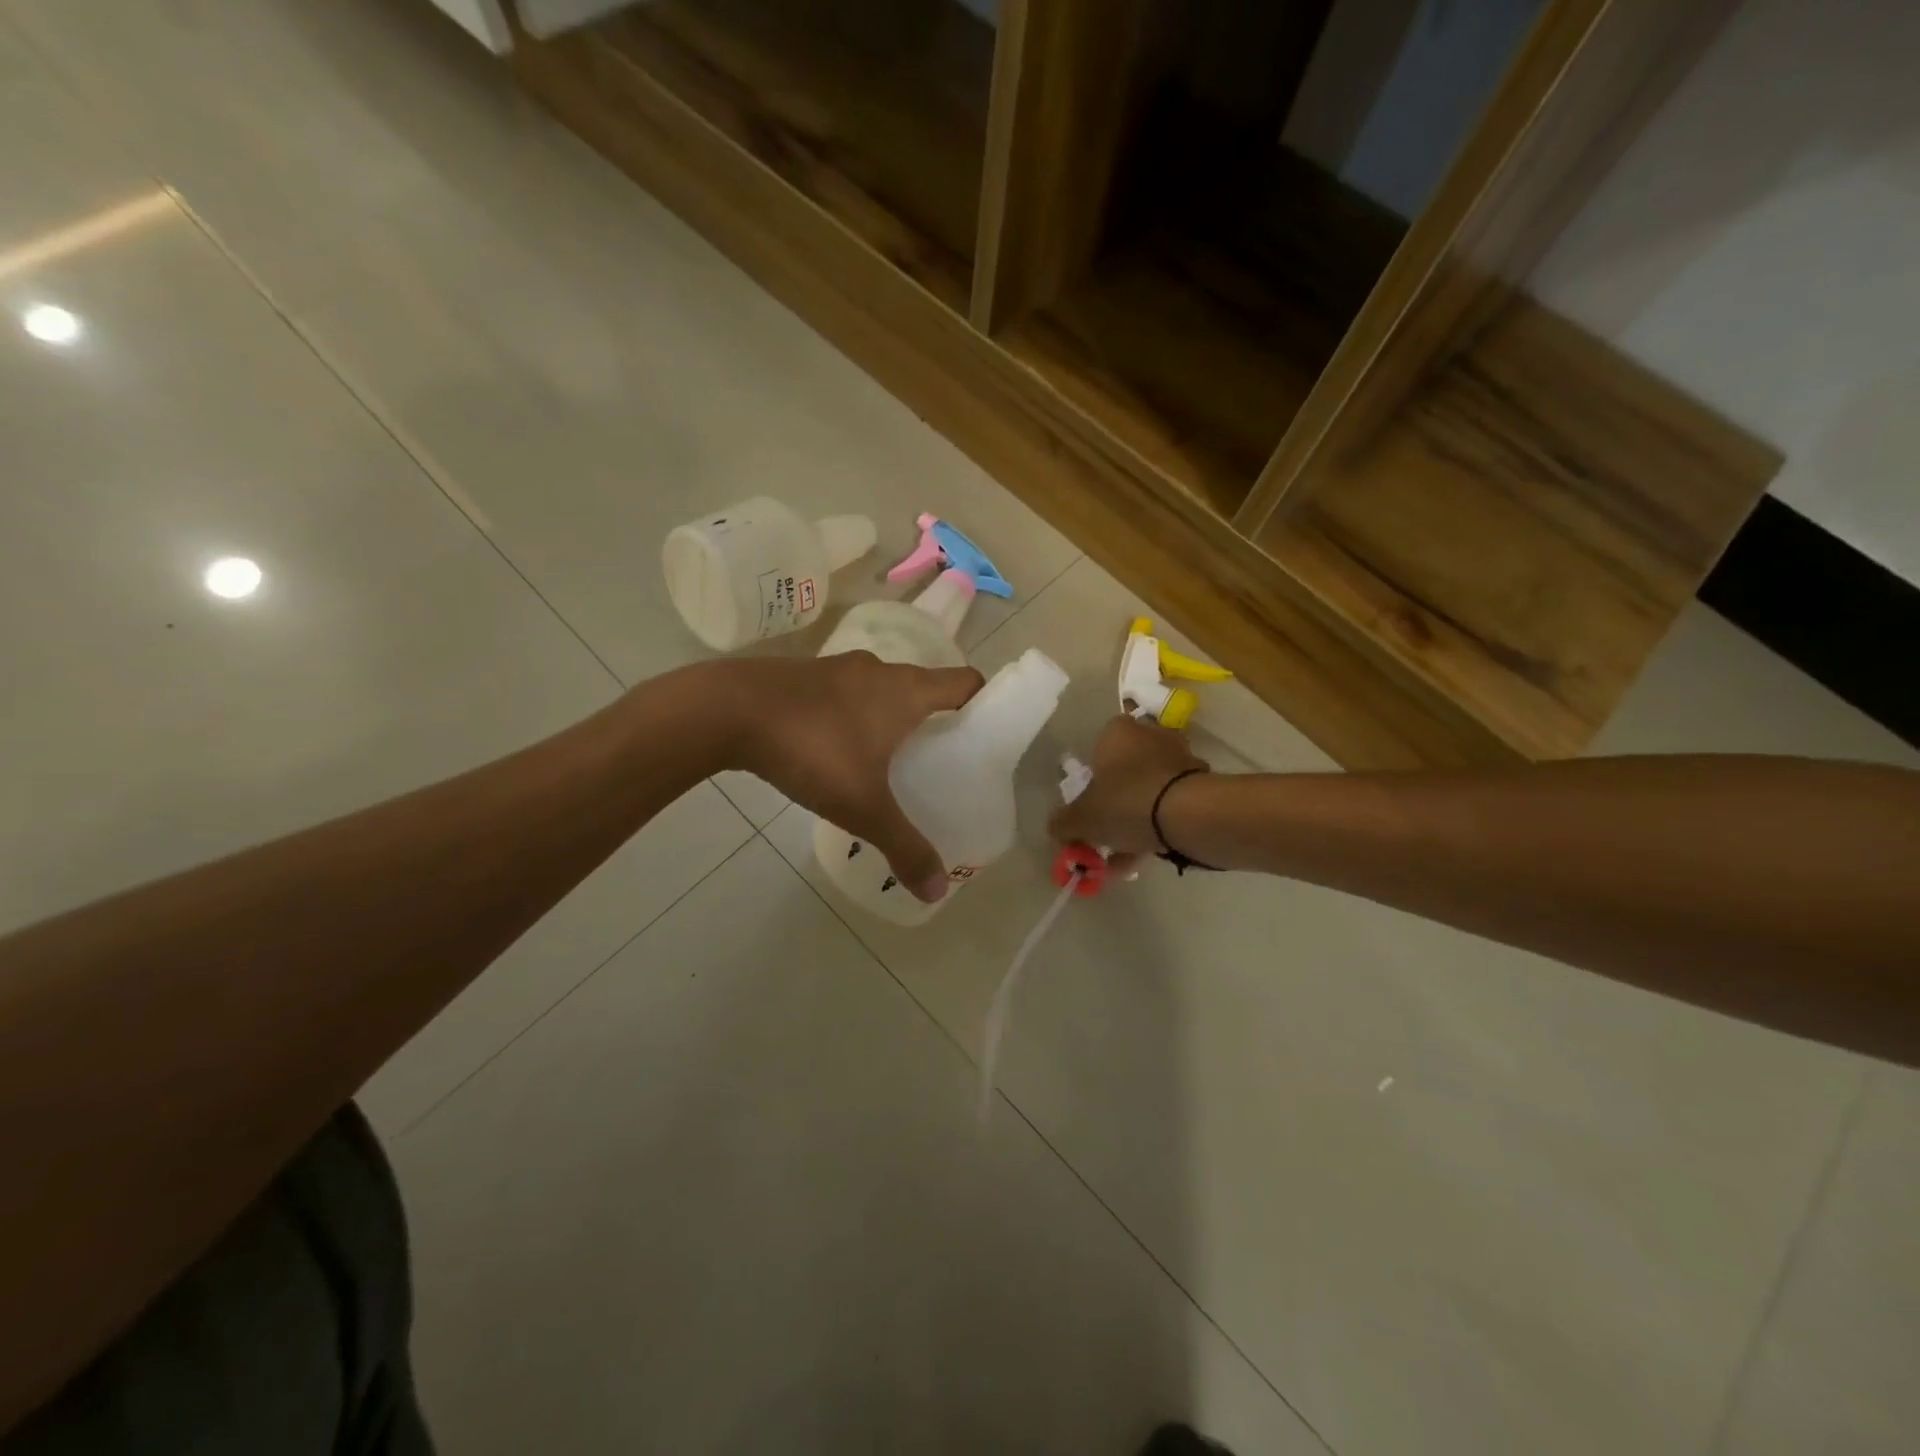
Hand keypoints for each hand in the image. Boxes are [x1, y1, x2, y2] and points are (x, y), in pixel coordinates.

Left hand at [725, 652, 984, 902]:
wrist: (727, 710)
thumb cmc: (812, 749)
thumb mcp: (863, 806)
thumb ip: (904, 847)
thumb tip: (938, 891)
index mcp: (906, 690)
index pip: (964, 682)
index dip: (983, 703)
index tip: (984, 735)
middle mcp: (878, 670)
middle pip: (924, 687)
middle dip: (934, 720)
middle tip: (936, 762)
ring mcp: (837, 668)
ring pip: (880, 690)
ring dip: (889, 717)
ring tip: (887, 761)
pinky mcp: (803, 675)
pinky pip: (844, 694)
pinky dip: (852, 716)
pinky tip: (834, 752)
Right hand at [1048, 715, 1209, 867]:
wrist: (1190, 815)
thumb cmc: (1126, 802)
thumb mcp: (1082, 818)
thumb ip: (1063, 823)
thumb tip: (1056, 827)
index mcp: (1118, 731)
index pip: (1098, 747)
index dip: (1091, 780)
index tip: (1089, 808)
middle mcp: (1151, 735)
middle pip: (1126, 770)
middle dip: (1116, 803)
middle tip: (1107, 834)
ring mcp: (1181, 757)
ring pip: (1150, 789)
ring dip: (1138, 817)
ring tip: (1127, 855)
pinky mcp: (1203, 781)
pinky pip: (1173, 803)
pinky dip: (1161, 824)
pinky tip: (1150, 852)